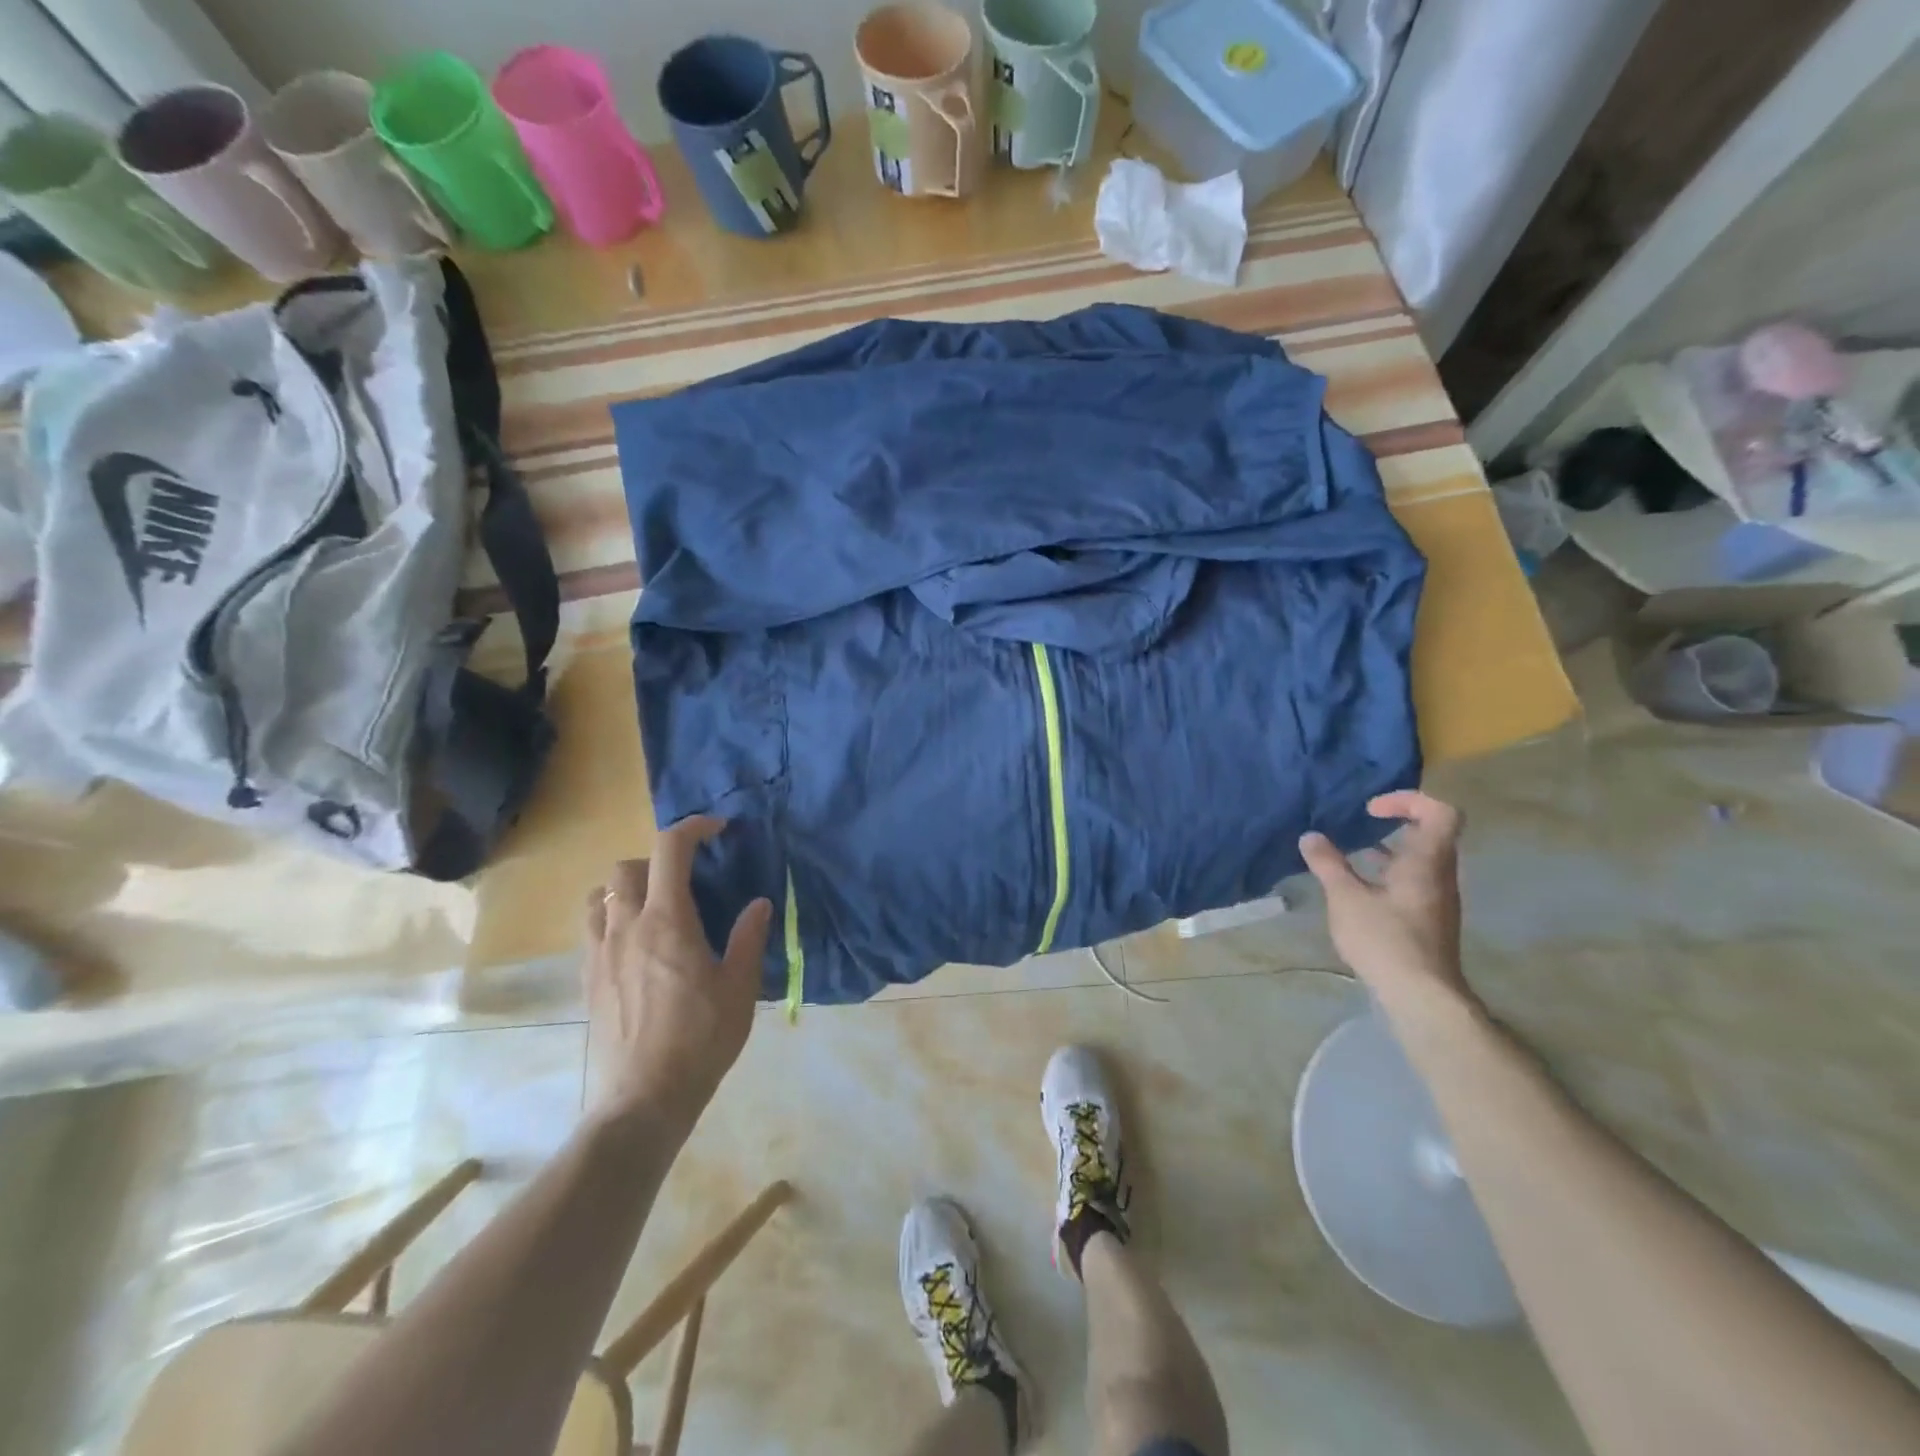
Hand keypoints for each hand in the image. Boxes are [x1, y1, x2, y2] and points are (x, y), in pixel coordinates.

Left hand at [583, 817, 771, 1137]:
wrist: (645, 1097)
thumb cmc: (701, 1038)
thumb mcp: (740, 987)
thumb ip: (748, 938)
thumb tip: (759, 903)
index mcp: (668, 920)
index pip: (670, 849)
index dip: (693, 828)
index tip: (717, 830)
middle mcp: (626, 926)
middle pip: (626, 866)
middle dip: (656, 861)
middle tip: (685, 881)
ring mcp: (600, 952)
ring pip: (599, 895)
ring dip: (625, 888)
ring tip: (653, 908)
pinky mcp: (587, 978)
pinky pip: (590, 928)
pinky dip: (610, 917)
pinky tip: (634, 945)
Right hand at [1299, 791, 1474, 1010]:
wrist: (1421, 995)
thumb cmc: (1385, 938)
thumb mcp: (1346, 897)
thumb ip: (1328, 864)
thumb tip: (1310, 837)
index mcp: (1427, 861)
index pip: (1440, 812)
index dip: (1408, 800)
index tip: (1371, 810)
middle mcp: (1440, 874)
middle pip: (1432, 833)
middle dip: (1395, 823)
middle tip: (1360, 826)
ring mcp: (1439, 898)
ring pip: (1421, 859)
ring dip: (1390, 849)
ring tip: (1352, 855)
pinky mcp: (1430, 918)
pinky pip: (1415, 880)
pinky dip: (1390, 872)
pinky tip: (1360, 889)